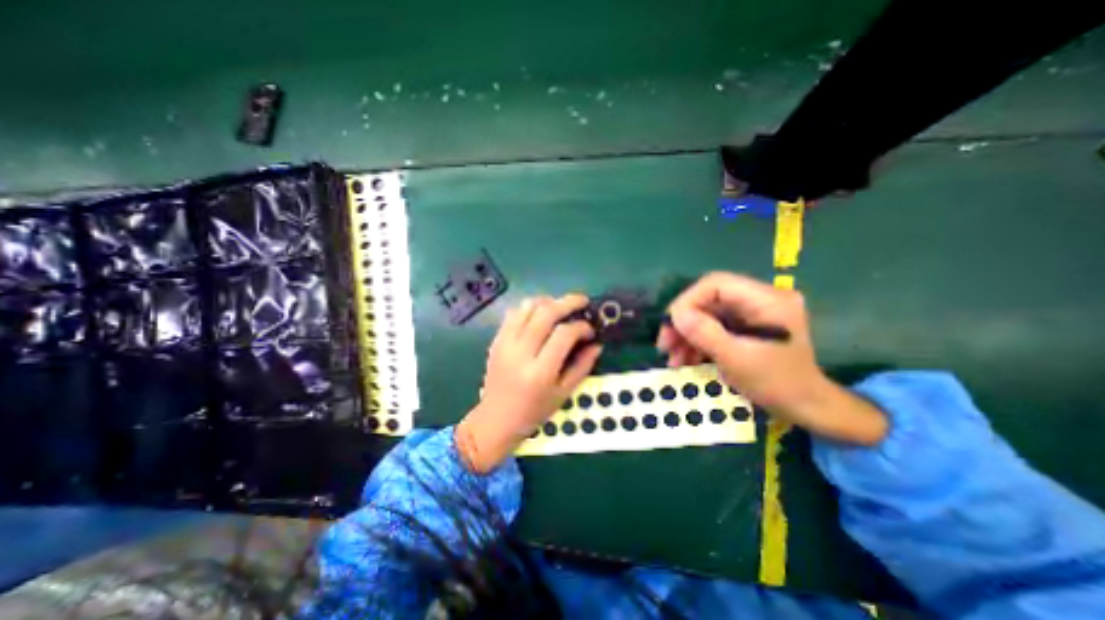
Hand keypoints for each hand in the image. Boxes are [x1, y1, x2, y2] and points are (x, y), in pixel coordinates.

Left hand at [452, 292, 600, 472]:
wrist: (496, 419)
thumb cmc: (534, 411)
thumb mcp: (563, 394)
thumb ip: (582, 366)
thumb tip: (597, 344)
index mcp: (540, 372)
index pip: (563, 334)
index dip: (581, 327)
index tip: (590, 330)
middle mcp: (520, 353)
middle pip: (545, 313)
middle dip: (568, 302)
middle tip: (582, 301)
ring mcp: (505, 344)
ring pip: (527, 307)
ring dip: (548, 301)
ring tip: (561, 306)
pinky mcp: (496, 340)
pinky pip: (513, 313)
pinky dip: (530, 307)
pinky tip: (540, 314)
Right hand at [653, 271, 885, 444]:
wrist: (806, 408)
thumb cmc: (777, 385)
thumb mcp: (737, 359)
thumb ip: (705, 333)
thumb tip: (675, 314)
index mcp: (767, 300)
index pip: (716, 284)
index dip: (687, 301)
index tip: (669, 325)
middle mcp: (760, 299)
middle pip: (709, 299)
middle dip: (683, 323)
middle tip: (664, 345)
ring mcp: (753, 313)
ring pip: (707, 314)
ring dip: (687, 335)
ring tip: (672, 359)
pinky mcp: (746, 326)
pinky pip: (714, 326)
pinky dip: (697, 342)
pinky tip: (685, 359)